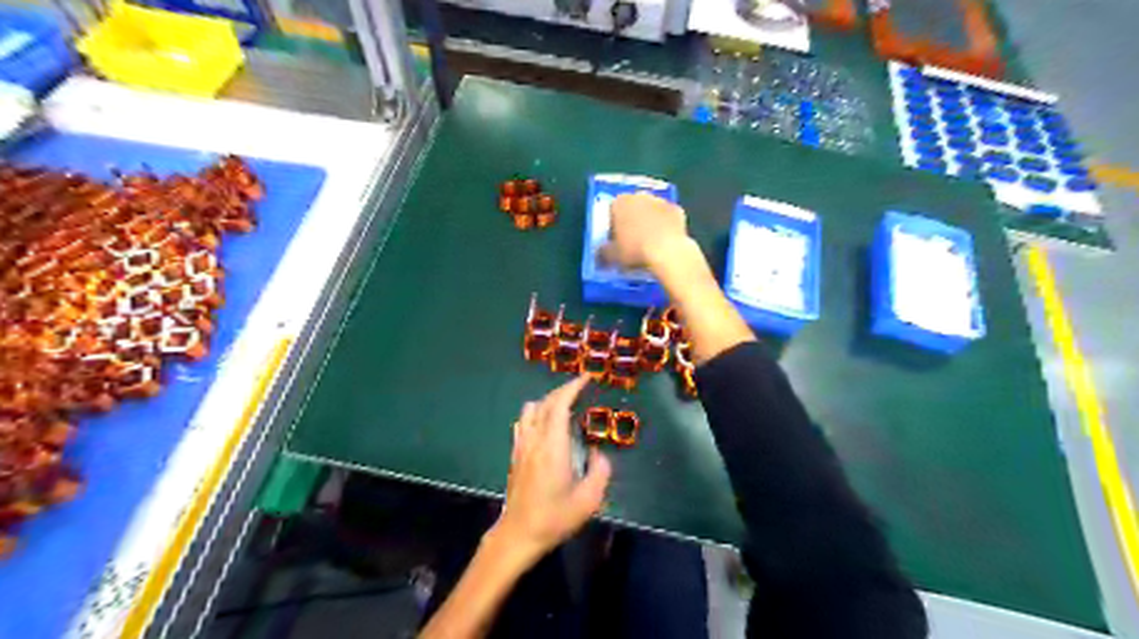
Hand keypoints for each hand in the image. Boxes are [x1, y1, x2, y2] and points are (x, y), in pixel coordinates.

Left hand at [493, 373, 613, 562]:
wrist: (519, 533)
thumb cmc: (555, 517)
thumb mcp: (589, 499)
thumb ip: (600, 471)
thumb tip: (598, 453)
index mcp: (553, 446)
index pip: (560, 405)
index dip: (572, 387)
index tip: (586, 378)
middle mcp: (534, 439)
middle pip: (545, 402)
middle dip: (563, 390)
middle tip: (581, 388)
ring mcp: (521, 445)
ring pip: (531, 409)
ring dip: (548, 401)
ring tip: (565, 407)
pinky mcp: (515, 454)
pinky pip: (524, 422)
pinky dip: (537, 413)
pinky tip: (546, 425)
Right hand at [596, 190, 693, 269]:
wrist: (667, 252)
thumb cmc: (634, 250)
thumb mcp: (612, 256)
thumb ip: (603, 252)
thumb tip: (601, 254)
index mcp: (620, 202)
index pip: (611, 210)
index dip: (613, 225)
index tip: (615, 239)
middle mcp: (640, 196)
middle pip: (633, 207)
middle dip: (632, 220)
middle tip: (632, 240)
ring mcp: (661, 201)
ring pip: (651, 211)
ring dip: (649, 222)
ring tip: (649, 242)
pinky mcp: (678, 210)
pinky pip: (667, 218)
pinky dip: (666, 227)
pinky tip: (665, 242)